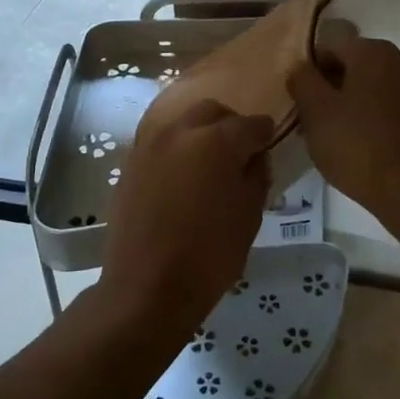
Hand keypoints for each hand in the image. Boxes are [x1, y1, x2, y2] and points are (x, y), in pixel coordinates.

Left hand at [98, 100, 274, 344]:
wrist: (146, 287)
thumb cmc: (208, 256)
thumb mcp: (249, 217)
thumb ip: (256, 176)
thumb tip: (253, 157)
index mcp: (216, 141)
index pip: (250, 124)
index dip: (264, 134)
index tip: (268, 144)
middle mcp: (181, 130)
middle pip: (212, 111)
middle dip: (230, 124)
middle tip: (239, 151)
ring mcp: (150, 143)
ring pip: (183, 122)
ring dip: (200, 133)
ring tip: (208, 163)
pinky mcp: (131, 161)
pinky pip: (161, 142)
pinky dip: (177, 149)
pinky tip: (182, 175)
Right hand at [288, 37, 399, 227]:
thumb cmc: (358, 145)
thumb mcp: (315, 111)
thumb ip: (302, 79)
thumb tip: (299, 67)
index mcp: (372, 51)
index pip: (327, 49)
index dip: (307, 74)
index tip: (297, 102)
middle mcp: (399, 59)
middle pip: (350, 65)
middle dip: (327, 88)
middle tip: (309, 120)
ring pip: (368, 86)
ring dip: (347, 102)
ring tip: (331, 135)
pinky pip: (385, 103)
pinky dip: (368, 115)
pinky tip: (356, 142)